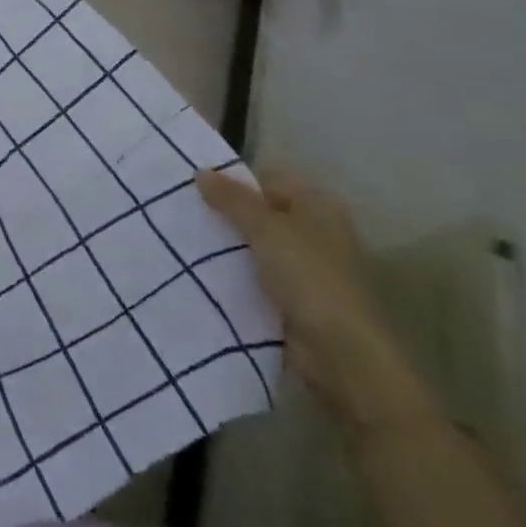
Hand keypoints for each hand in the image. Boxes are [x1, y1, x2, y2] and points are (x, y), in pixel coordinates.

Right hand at [197, 169, 436, 433]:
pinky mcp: (295, 297)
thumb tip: (200, 172)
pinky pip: (257, 274)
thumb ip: (232, 199)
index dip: (232, 183)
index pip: (266, 180)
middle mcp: (316, 230)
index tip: (193, 190)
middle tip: (183, 213)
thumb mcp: (265, 228)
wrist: (342, 354)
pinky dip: (235, 273)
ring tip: (184, 240)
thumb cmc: (310, 278)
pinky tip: (203, 271)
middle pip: (260, 212)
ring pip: (256, 245)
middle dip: (225, 215)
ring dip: (228, 246)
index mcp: (318, 205)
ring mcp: (307, 266)